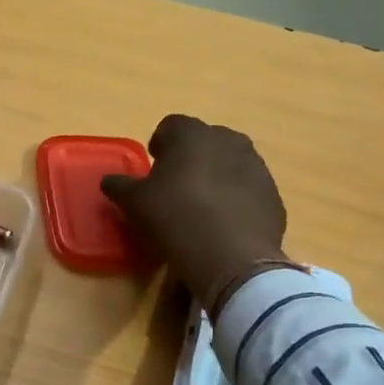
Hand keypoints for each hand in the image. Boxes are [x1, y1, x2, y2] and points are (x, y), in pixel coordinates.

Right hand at [100, 114, 298, 316]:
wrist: (232, 259)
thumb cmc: (175, 219)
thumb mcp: (134, 204)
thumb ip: (120, 186)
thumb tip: (109, 180)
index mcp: (192, 135)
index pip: (171, 125)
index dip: (160, 143)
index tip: (154, 166)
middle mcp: (228, 141)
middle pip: (205, 140)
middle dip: (191, 156)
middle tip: (177, 185)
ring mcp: (257, 167)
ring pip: (231, 162)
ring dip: (217, 175)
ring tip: (203, 205)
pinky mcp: (274, 195)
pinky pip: (249, 188)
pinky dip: (237, 198)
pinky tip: (225, 223)